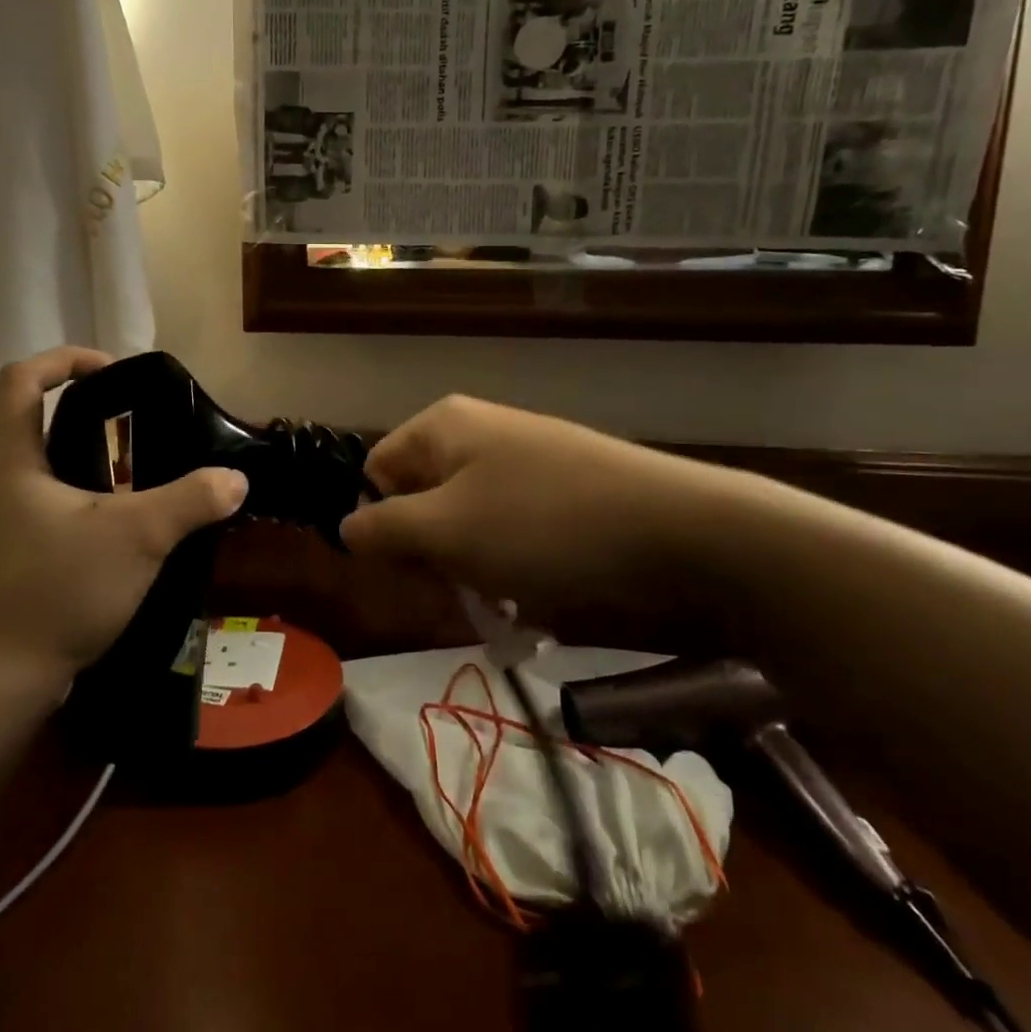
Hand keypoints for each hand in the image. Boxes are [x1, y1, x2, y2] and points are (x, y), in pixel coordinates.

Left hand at [0, 348, 248, 685]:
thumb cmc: (57, 591)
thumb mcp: (137, 538)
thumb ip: (190, 501)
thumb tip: (235, 478)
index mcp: (10, 461)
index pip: (21, 379)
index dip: (67, 360)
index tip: (115, 373)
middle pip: (34, 422)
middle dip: (89, 417)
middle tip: (141, 432)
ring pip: (42, 472)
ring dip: (87, 465)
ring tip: (138, 481)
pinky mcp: (5, 561)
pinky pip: (44, 511)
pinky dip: (80, 505)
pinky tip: (117, 534)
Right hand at [339, 395, 736, 609]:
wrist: (684, 535)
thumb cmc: (545, 527)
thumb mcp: (446, 531)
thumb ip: (382, 528)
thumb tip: (346, 526)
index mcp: (444, 426)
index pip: (376, 472)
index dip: (381, 525)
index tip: (407, 574)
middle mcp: (480, 434)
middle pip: (421, 500)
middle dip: (431, 556)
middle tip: (458, 597)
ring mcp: (526, 463)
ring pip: (468, 526)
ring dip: (473, 572)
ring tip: (505, 605)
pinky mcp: (563, 495)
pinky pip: (513, 535)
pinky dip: (513, 571)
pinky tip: (538, 601)